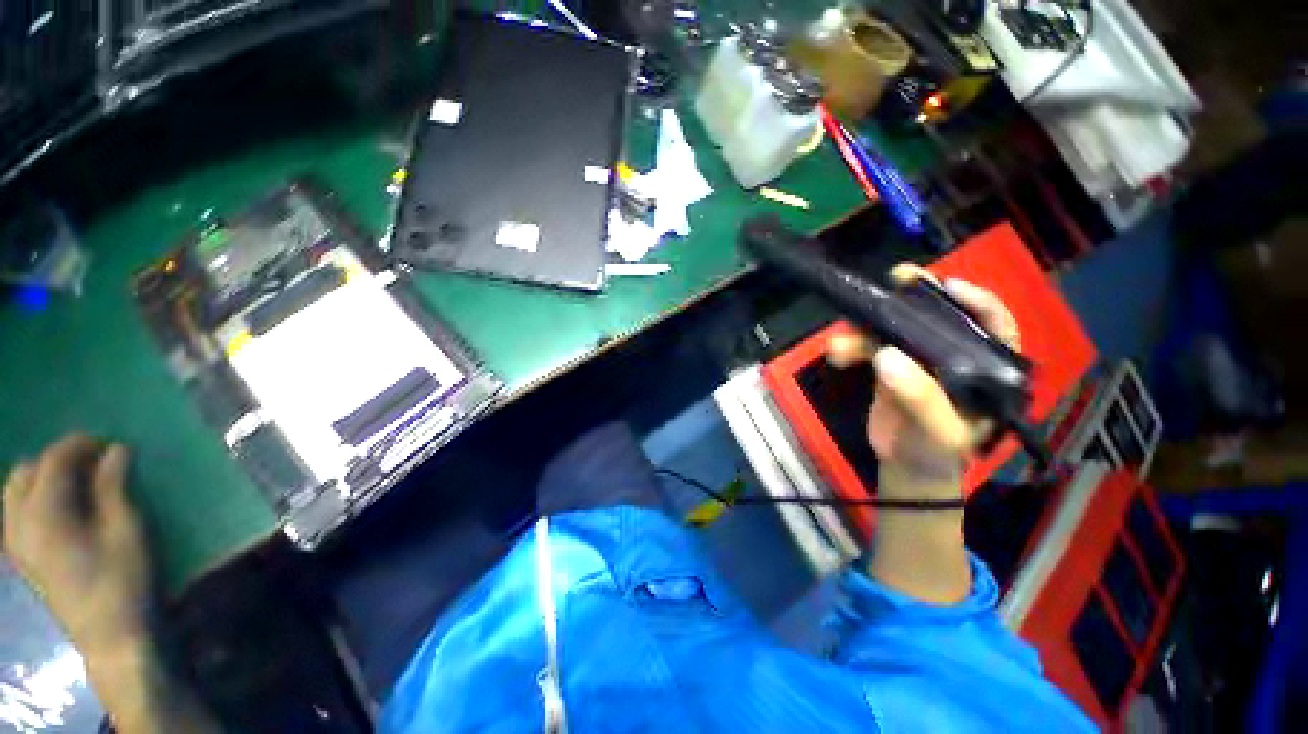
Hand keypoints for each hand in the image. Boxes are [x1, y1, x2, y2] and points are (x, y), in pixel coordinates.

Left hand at [3, 434, 153, 657]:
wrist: (109, 636)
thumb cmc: (122, 579)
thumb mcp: (125, 530)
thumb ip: (114, 487)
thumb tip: (115, 450)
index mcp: (43, 514)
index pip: (53, 461)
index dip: (80, 445)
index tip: (109, 443)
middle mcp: (18, 522)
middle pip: (26, 472)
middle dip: (57, 459)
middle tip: (93, 462)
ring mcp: (15, 542)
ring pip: (15, 492)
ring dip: (42, 478)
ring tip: (75, 483)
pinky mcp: (20, 556)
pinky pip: (15, 512)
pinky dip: (33, 499)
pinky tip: (58, 509)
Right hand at [826, 264, 1019, 496]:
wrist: (904, 466)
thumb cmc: (935, 452)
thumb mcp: (937, 431)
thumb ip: (920, 397)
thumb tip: (885, 355)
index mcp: (986, 369)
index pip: (995, 327)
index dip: (977, 301)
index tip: (947, 286)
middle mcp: (955, 356)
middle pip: (940, 317)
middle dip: (917, 298)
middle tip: (897, 278)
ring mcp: (920, 359)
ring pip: (897, 329)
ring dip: (866, 329)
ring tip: (839, 344)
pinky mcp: (890, 365)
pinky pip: (870, 344)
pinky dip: (852, 346)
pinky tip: (837, 355)